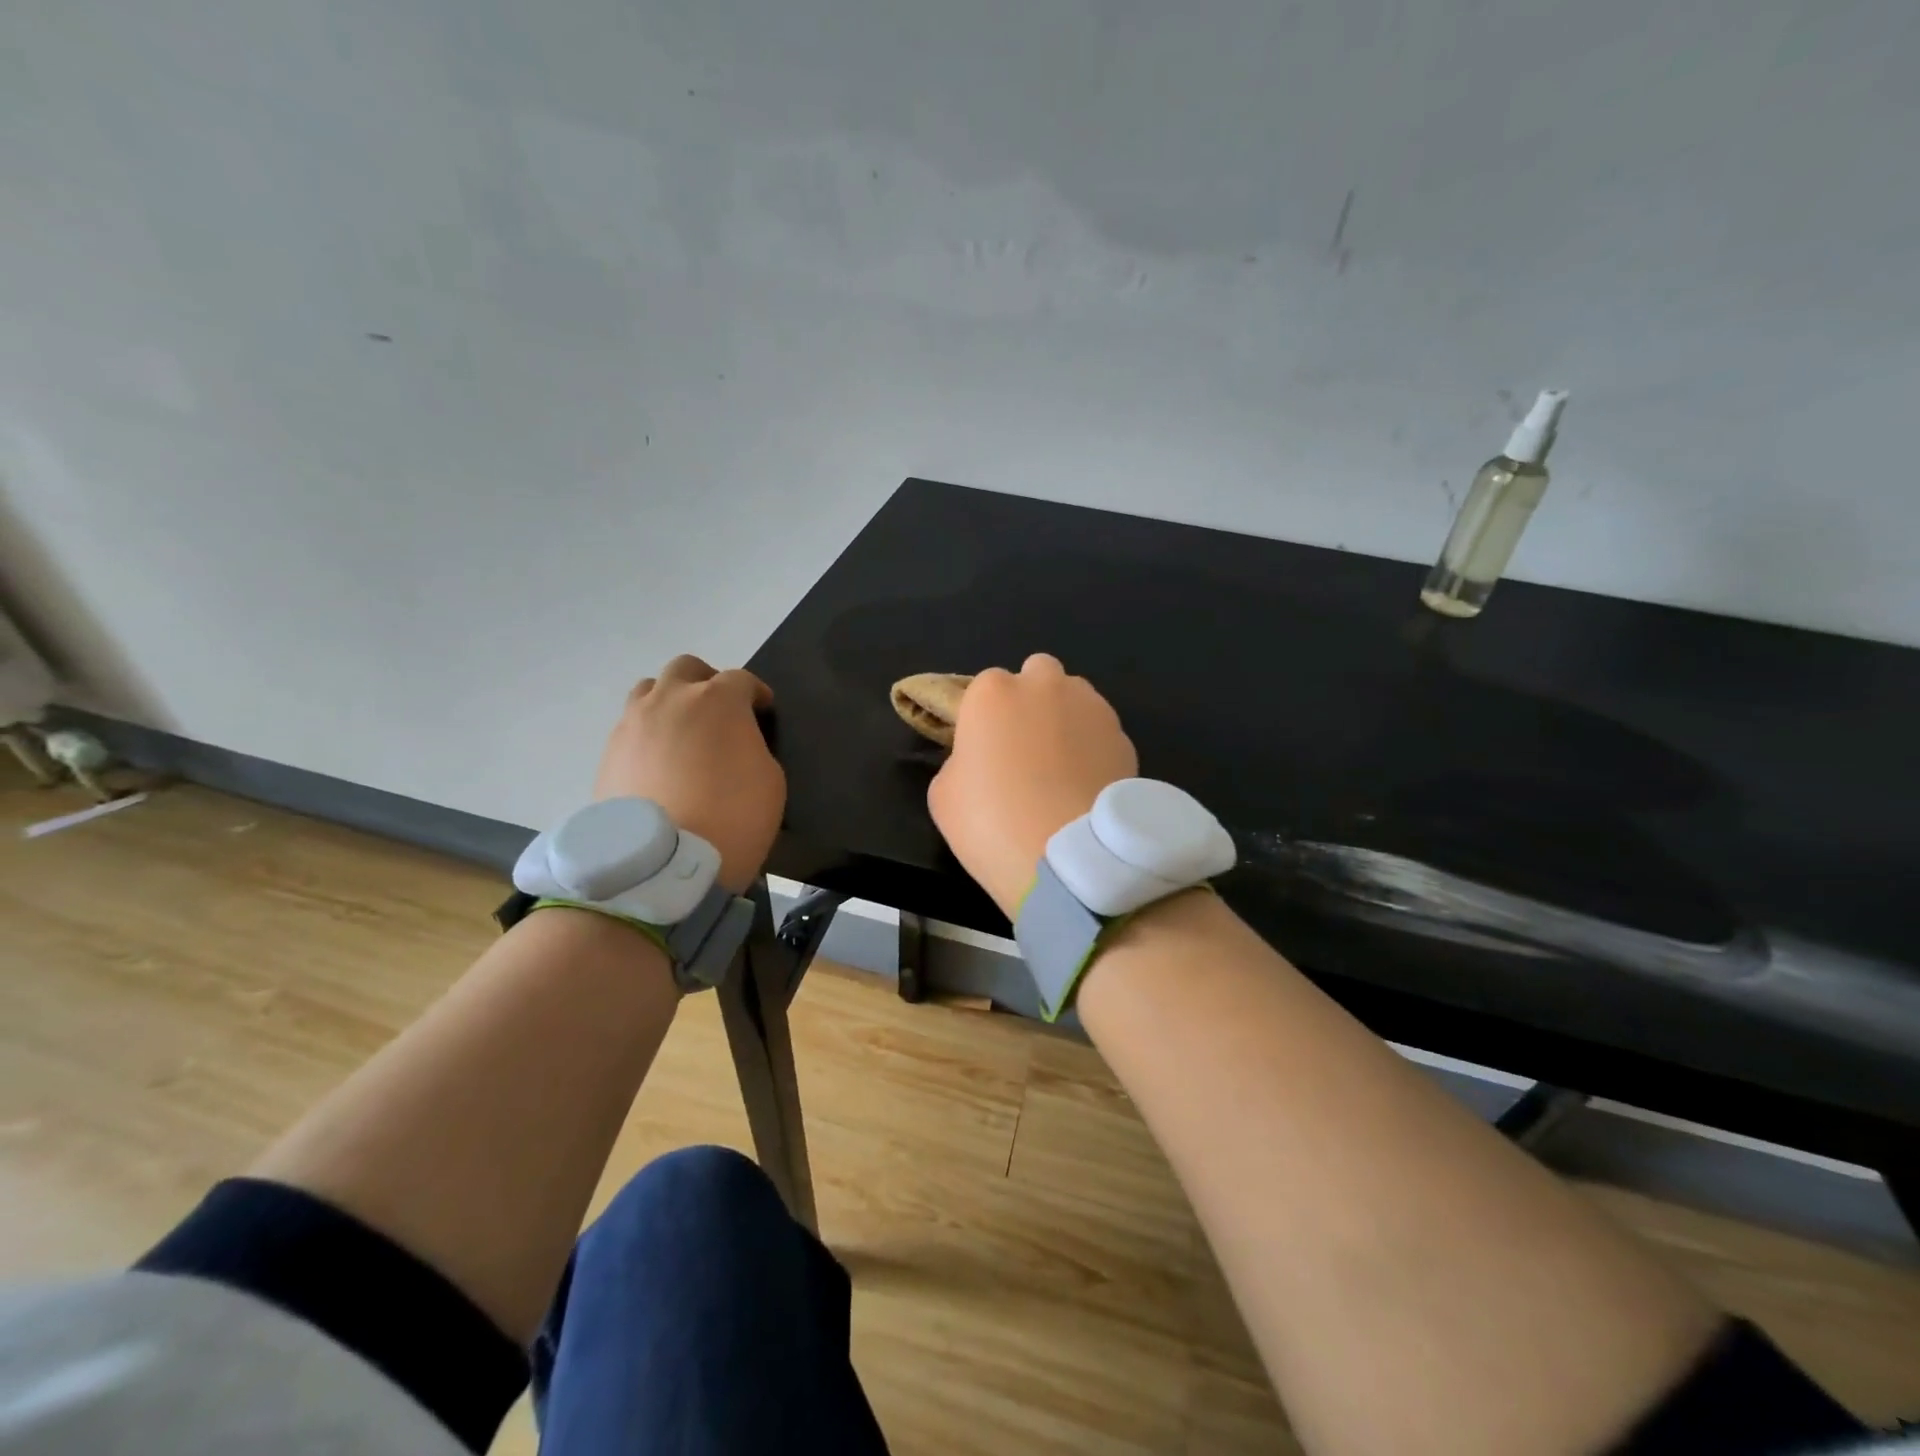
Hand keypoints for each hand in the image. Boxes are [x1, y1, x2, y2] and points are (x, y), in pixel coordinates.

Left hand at [594, 655, 784, 894]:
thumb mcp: (770, 780)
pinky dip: (648, 734)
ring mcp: (633, 723)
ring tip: (681, 732)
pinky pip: (630, 726)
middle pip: (687, 669)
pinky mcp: (608, 753)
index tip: (763, 712)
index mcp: (718, 701)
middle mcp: (671, 700)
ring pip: (649, 690)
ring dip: (670, 701)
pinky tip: (659, 763)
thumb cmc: (732, 818)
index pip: (742, 680)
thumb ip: (753, 747)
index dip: (756, 694)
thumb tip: (736, 743)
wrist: (663, 865)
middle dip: (707, 682)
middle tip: (720, 712)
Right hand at [927, 654, 1137, 917]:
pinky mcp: (1124, 737)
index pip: (984, 686)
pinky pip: (1101, 732)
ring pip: (1075, 697)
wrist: (1068, 858)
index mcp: (992, 693)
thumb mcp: (943, 795)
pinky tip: (1086, 785)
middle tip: (1024, 746)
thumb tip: (979, 761)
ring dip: (1066, 717)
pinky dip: (1094, 749)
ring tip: (1062, 767)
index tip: (984, 750)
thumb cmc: (991, 823)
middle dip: (1031, 698)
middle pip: (1037, 673)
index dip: (984, 717)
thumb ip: (960, 762)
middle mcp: (1044, 686)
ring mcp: (1091, 708)